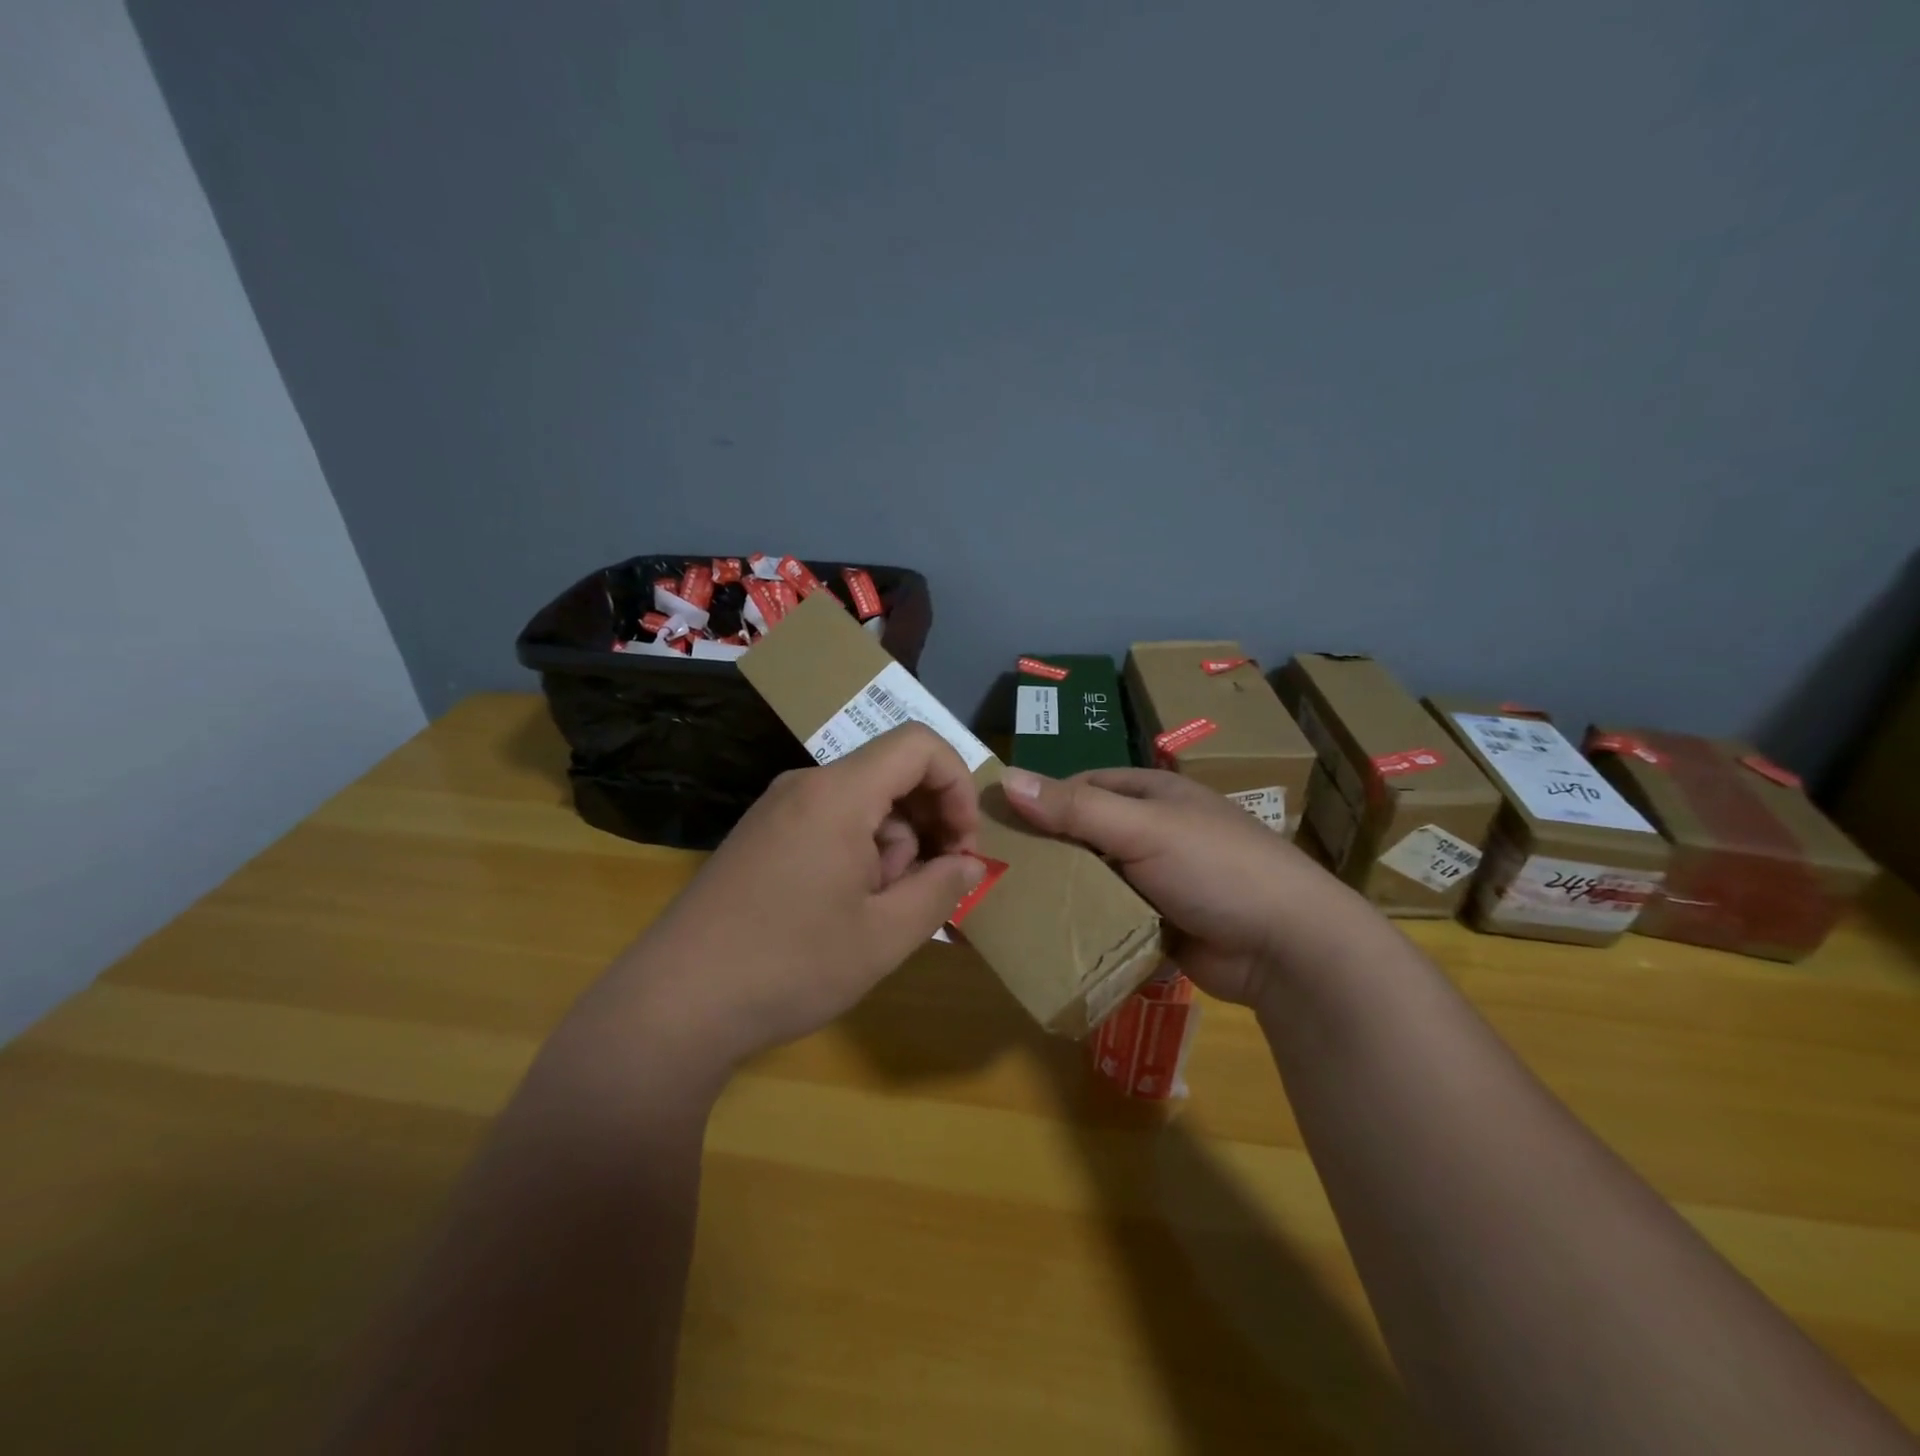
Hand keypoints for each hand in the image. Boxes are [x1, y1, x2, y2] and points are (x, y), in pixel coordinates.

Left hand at [617, 724, 987, 1066]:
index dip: (957, 784)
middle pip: (891, 775)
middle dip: (925, 826)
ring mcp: (776, 811)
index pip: (919, 745)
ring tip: (875, 915)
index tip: (963, 845)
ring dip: (889, 849)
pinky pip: (828, 825)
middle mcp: (805, 786)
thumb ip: (942, 890)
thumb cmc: (790, 966)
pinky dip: (856, 855)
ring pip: (861, 806)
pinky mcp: (760, 838)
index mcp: (838, 793)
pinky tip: (843, 912)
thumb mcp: (885, 936)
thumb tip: (971, 864)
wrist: (674, 1006)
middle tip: (927, 889)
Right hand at [999, 765, 1380, 1006]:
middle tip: (996, 874)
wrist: (1290, 948)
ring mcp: (1159, 880)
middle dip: (1047, 854)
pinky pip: (1112, 919)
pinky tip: (1050, 940)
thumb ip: (1076, 809)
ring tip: (1011, 911)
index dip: (1041, 802)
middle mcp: (1154, 831)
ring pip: (1096, 880)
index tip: (997, 827)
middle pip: (1085, 836)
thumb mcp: (1144, 829)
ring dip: (1064, 894)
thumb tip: (1006, 779)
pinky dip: (1087, 927)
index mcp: (1153, 794)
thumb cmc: (1217, 869)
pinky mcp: (1162, 923)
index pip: (1082, 787)